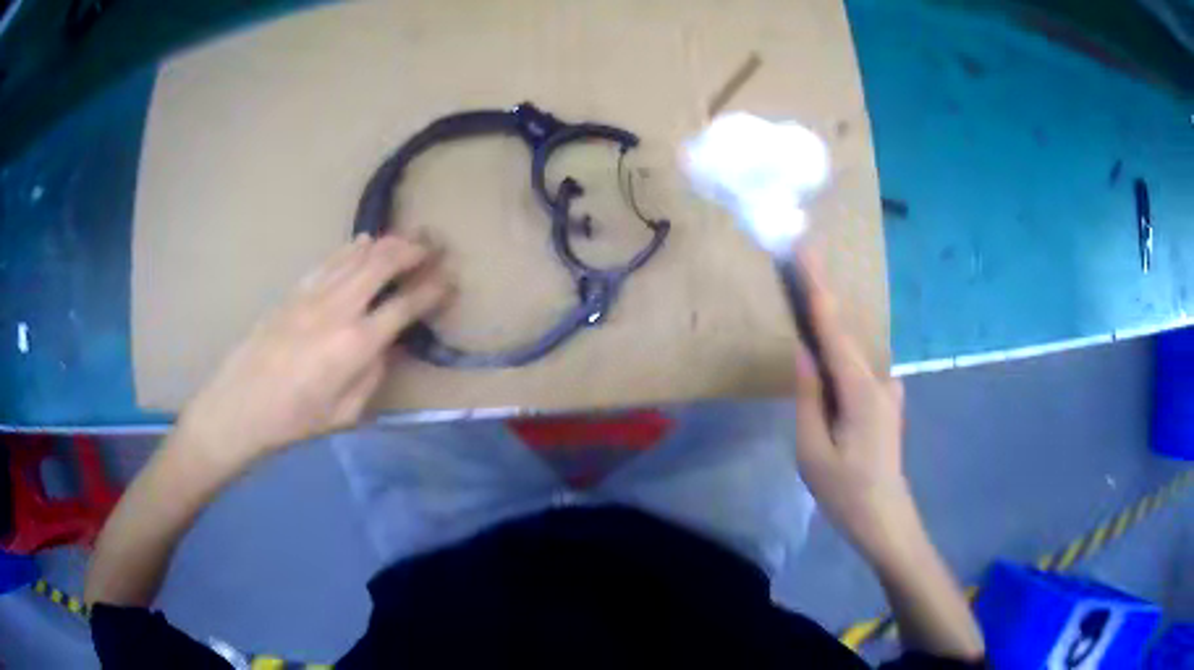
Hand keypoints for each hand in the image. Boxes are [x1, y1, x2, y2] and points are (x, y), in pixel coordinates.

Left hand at [177, 233, 450, 469]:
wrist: (239, 407)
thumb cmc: (294, 421)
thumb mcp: (345, 414)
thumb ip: (373, 374)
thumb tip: (388, 345)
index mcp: (355, 345)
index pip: (405, 306)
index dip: (432, 289)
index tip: (450, 279)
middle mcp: (338, 310)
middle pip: (382, 264)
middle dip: (413, 250)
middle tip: (433, 244)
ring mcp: (312, 295)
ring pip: (356, 256)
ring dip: (386, 243)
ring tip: (406, 238)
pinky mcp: (293, 292)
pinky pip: (329, 261)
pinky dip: (351, 248)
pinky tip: (362, 242)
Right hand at [791, 252, 921, 568]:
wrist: (885, 518)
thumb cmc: (845, 491)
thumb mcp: (813, 451)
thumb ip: (810, 398)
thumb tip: (804, 352)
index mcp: (860, 391)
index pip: (834, 329)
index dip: (818, 288)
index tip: (806, 251)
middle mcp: (879, 380)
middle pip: (845, 332)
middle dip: (822, 298)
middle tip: (799, 263)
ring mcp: (886, 391)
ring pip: (851, 352)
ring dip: (829, 327)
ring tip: (806, 303)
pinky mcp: (885, 402)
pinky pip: (857, 369)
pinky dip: (840, 355)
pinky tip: (827, 356)